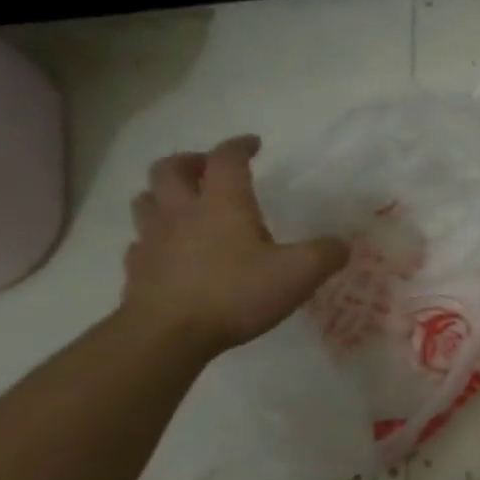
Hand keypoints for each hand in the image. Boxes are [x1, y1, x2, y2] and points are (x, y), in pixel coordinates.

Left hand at [121, 135, 348, 354]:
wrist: (167, 336)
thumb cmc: (235, 293)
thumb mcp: (299, 273)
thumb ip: (326, 254)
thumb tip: (342, 244)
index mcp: (222, 204)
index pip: (226, 159)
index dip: (239, 146)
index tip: (253, 144)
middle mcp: (182, 212)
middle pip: (169, 169)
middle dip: (189, 161)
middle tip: (208, 168)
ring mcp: (153, 240)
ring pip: (146, 200)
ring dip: (163, 193)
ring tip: (183, 203)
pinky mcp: (137, 269)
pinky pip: (140, 241)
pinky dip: (154, 237)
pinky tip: (169, 250)